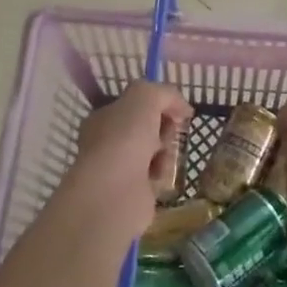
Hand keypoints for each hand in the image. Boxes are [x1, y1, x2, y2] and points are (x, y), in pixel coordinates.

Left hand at [60, 81, 192, 240]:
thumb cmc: (125, 137)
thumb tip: (182, 108)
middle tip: (168, 134)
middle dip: (164, 130)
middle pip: (148, 129)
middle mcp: (107, 142)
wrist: (115, 192)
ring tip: (164, 159)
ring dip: (166, 152)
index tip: (177, 112)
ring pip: (154, 152)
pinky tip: (159, 177)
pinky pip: (156, 177)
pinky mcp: (132, 193)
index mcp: (104, 117)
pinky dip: (162, 175)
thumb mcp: (146, 96)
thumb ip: (165, 93)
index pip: (136, 105)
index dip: (159, 105)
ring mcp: (118, 169)